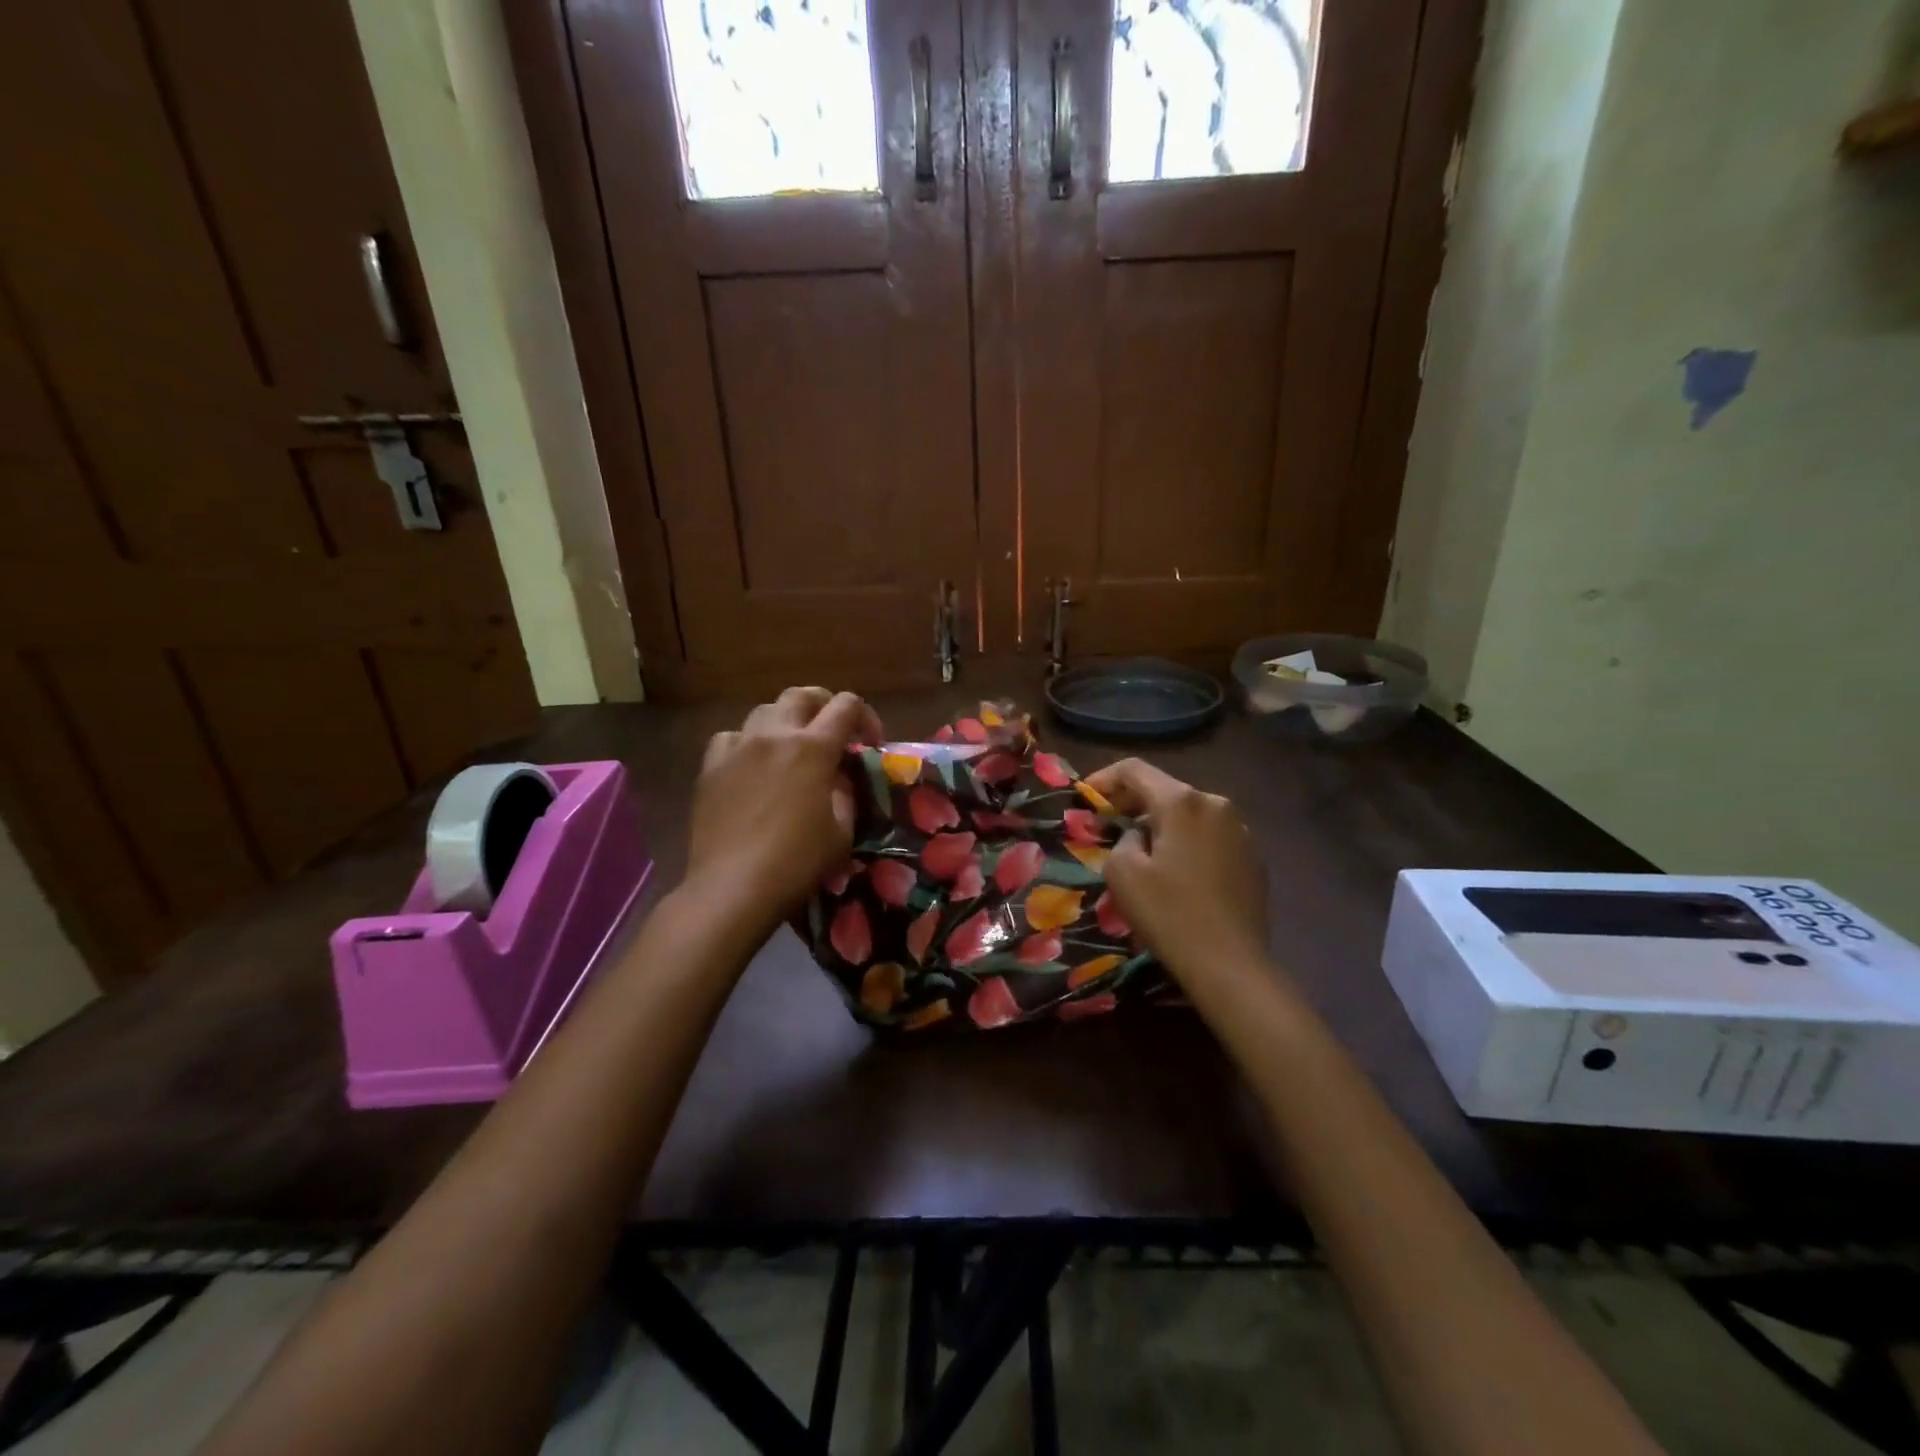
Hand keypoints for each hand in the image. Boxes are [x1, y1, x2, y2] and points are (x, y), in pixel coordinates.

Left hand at [684, 688, 883, 929]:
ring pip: (764, 710)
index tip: (870, 743)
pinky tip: (752, 764)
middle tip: (833, 731)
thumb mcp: (842, 830)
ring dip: (786, 721)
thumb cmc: (796, 862)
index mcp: (813, 747)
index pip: (846, 705)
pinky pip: (731, 737)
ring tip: (792, 747)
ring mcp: (738, 747)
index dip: (866, 717)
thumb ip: (845, 792)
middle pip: (801, 695)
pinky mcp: (710, 766)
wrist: (732, 887)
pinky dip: (748, 742)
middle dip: (824, 705)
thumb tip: (838, 775)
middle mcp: (774, 735)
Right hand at [1082, 759, 1269, 989]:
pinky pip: (1210, 836)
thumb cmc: (1169, 914)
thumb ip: (1122, 840)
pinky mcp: (1253, 856)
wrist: (1231, 965)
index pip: (1135, 770)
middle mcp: (1216, 804)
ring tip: (1140, 849)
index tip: (1085, 797)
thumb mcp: (1122, 873)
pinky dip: (1186, 842)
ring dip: (1161, 823)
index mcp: (1183, 802)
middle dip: (1132, 802)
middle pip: (1165, 790)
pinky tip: (1176, 871)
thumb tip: (1138, 836)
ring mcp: (1241, 830)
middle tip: (1106, 823)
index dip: (1104, 778)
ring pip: (1189, 814)